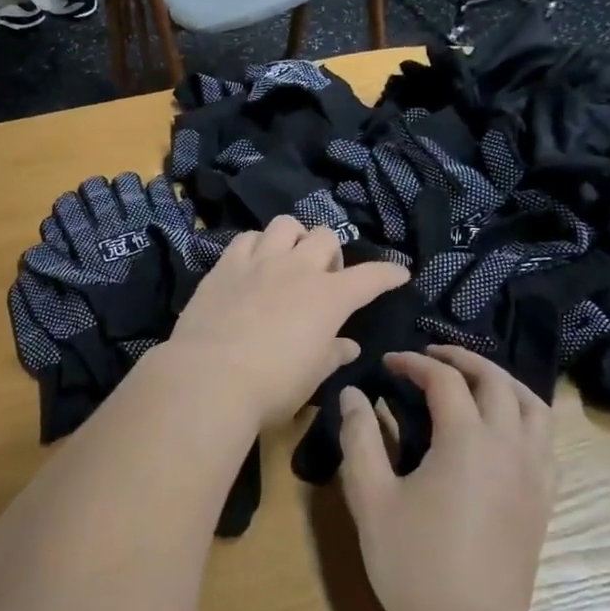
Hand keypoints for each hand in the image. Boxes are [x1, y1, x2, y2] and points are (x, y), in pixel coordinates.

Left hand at [158, 216, 409, 430]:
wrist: (210, 377)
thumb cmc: (272, 385)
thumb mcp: (312, 376)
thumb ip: (333, 354)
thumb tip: (349, 346)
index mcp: (328, 298)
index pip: (370, 277)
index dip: (388, 273)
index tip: (399, 273)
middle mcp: (297, 268)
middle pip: (324, 236)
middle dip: (331, 252)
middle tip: (323, 278)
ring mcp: (259, 261)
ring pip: (285, 224)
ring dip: (294, 238)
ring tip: (288, 260)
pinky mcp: (226, 264)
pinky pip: (247, 238)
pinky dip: (257, 245)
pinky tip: (253, 264)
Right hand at [338, 346, 554, 610]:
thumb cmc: (413, 563)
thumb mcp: (371, 496)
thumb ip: (360, 437)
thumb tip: (353, 394)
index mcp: (466, 439)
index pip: (444, 379)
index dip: (414, 362)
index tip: (388, 363)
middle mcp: (508, 446)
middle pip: (496, 381)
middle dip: (462, 359)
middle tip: (431, 357)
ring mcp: (533, 474)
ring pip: (533, 406)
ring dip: (503, 382)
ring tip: (474, 381)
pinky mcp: (542, 501)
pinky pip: (546, 441)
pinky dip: (525, 417)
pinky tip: (501, 430)